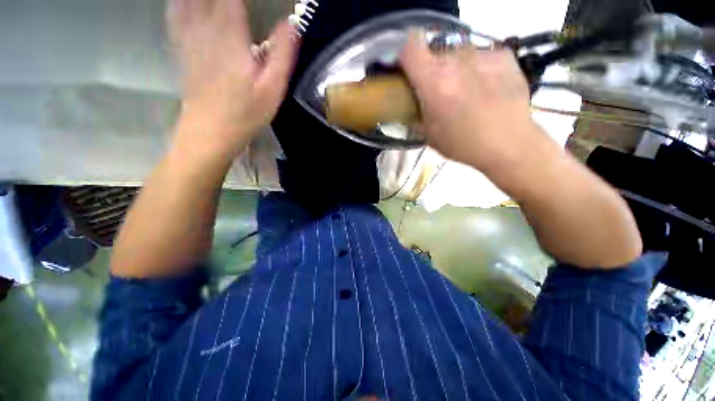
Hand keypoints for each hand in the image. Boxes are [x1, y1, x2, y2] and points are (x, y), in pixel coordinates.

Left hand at [167, 0, 297, 156]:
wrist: (211, 131)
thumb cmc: (246, 113)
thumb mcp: (273, 89)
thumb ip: (282, 55)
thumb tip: (292, 23)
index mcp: (231, 36)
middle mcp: (206, 28)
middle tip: (237, 0)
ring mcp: (189, 37)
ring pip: (188, 0)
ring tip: (218, 1)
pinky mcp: (181, 48)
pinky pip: (175, 13)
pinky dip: (180, 3)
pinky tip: (186, 3)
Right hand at [400, 33, 536, 169]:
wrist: (508, 144)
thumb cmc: (462, 144)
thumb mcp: (429, 135)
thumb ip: (416, 115)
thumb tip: (410, 108)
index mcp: (434, 82)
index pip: (411, 48)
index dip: (406, 56)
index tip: (408, 70)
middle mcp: (457, 61)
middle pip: (435, 53)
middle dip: (432, 70)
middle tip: (439, 90)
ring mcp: (483, 55)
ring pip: (459, 54)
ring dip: (456, 68)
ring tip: (465, 90)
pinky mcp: (504, 56)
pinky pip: (482, 56)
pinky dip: (479, 68)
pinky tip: (486, 87)